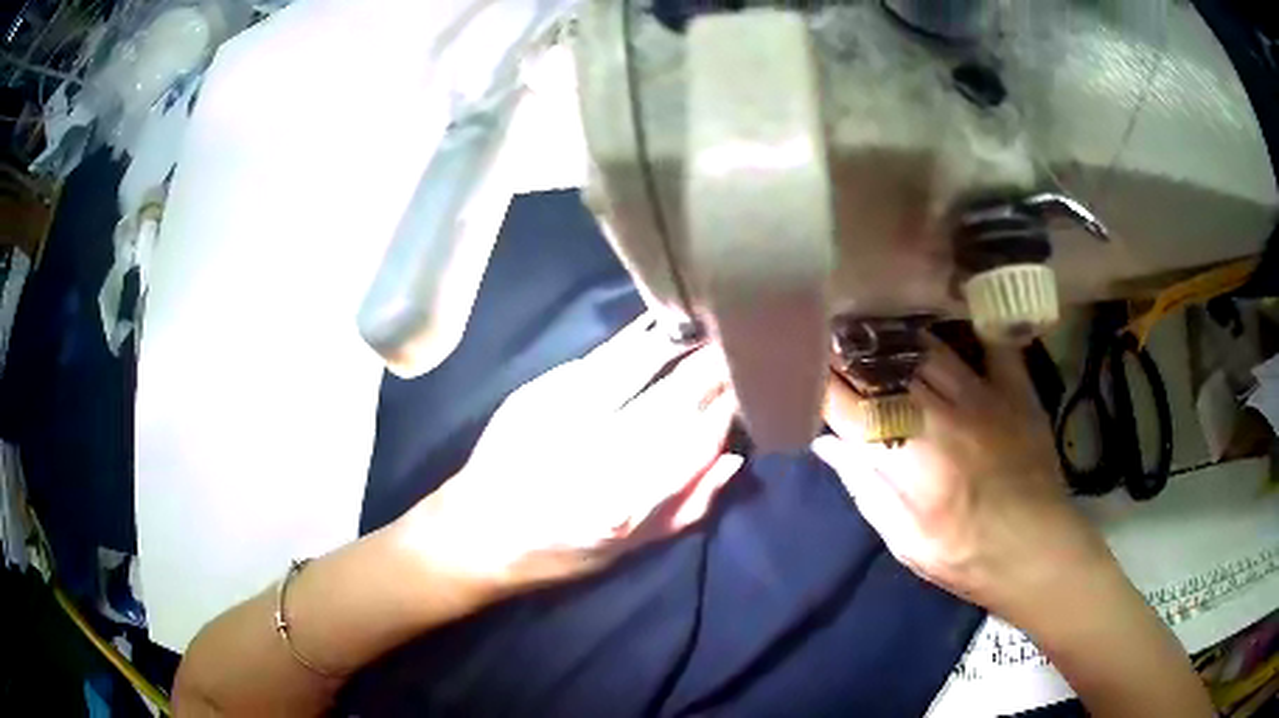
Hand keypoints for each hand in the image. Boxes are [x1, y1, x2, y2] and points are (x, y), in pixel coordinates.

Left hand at [398, 316, 742, 592]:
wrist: (477, 531)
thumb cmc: (559, 552)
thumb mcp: (628, 550)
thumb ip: (686, 509)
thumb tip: (731, 459)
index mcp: (623, 502)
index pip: (693, 442)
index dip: (726, 409)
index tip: (749, 387)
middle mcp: (594, 455)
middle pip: (670, 399)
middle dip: (710, 369)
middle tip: (737, 346)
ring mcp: (560, 417)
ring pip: (634, 367)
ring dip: (676, 344)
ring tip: (705, 326)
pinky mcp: (535, 394)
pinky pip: (597, 360)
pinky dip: (632, 343)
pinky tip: (655, 329)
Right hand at [814, 334, 1111, 621]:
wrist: (1037, 551)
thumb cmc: (965, 556)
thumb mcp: (905, 541)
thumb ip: (867, 489)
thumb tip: (829, 444)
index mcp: (910, 458)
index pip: (854, 407)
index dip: (823, 384)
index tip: (803, 365)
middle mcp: (942, 415)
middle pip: (887, 370)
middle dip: (853, 353)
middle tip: (831, 336)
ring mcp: (983, 396)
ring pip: (928, 350)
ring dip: (896, 338)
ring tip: (874, 326)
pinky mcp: (1015, 391)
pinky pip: (989, 344)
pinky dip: (966, 328)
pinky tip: (948, 320)